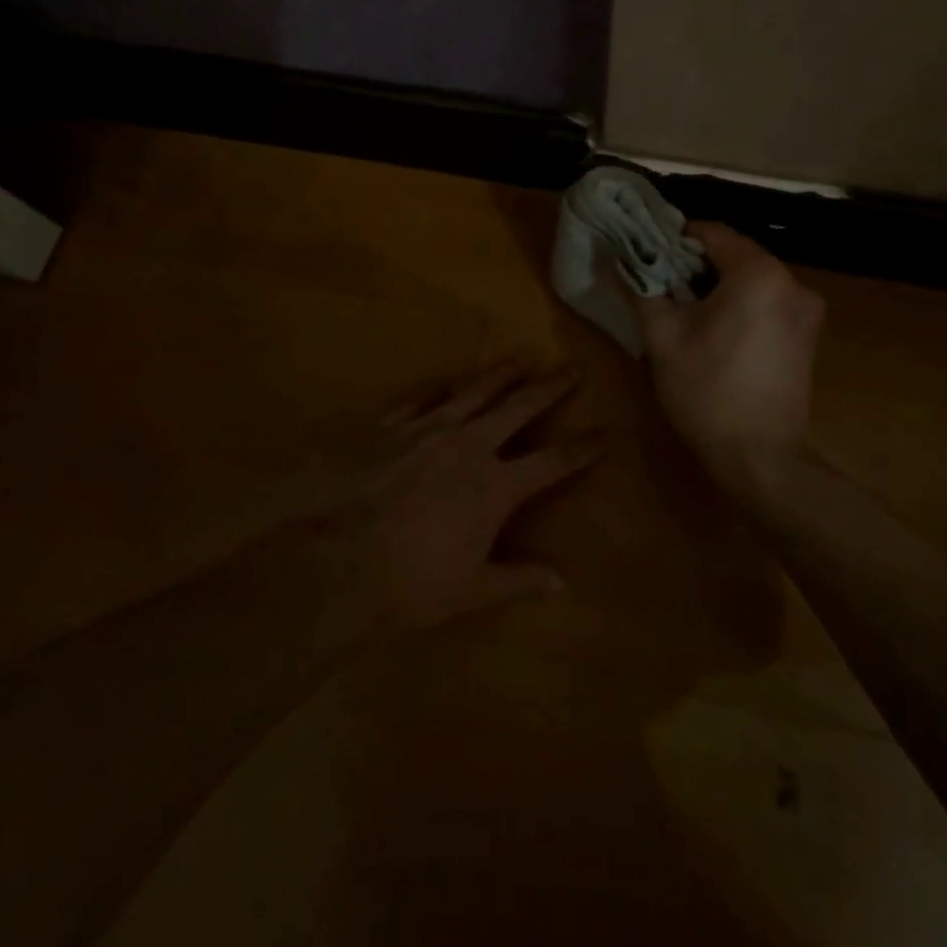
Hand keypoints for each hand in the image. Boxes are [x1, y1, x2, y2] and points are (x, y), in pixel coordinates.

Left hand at [306, 361, 599, 648]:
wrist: (341, 563)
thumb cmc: (413, 584)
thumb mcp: (472, 589)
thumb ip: (519, 579)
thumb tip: (562, 582)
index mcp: (496, 486)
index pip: (552, 462)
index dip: (582, 449)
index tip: (604, 435)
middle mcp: (470, 445)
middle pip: (520, 407)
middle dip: (550, 388)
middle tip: (571, 369)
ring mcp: (429, 429)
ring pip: (475, 390)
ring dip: (501, 373)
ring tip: (521, 358)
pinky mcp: (391, 425)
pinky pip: (420, 396)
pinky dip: (438, 386)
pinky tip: (447, 378)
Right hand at [634, 222, 825, 501]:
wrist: (760, 456)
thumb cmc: (706, 390)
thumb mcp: (661, 336)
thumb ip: (642, 287)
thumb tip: (620, 259)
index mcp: (759, 273)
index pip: (712, 232)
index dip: (676, 239)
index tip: (649, 256)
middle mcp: (792, 281)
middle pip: (735, 254)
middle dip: (697, 265)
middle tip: (662, 285)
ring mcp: (806, 309)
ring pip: (752, 279)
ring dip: (719, 285)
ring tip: (685, 310)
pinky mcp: (809, 335)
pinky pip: (768, 301)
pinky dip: (741, 304)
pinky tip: (717, 331)